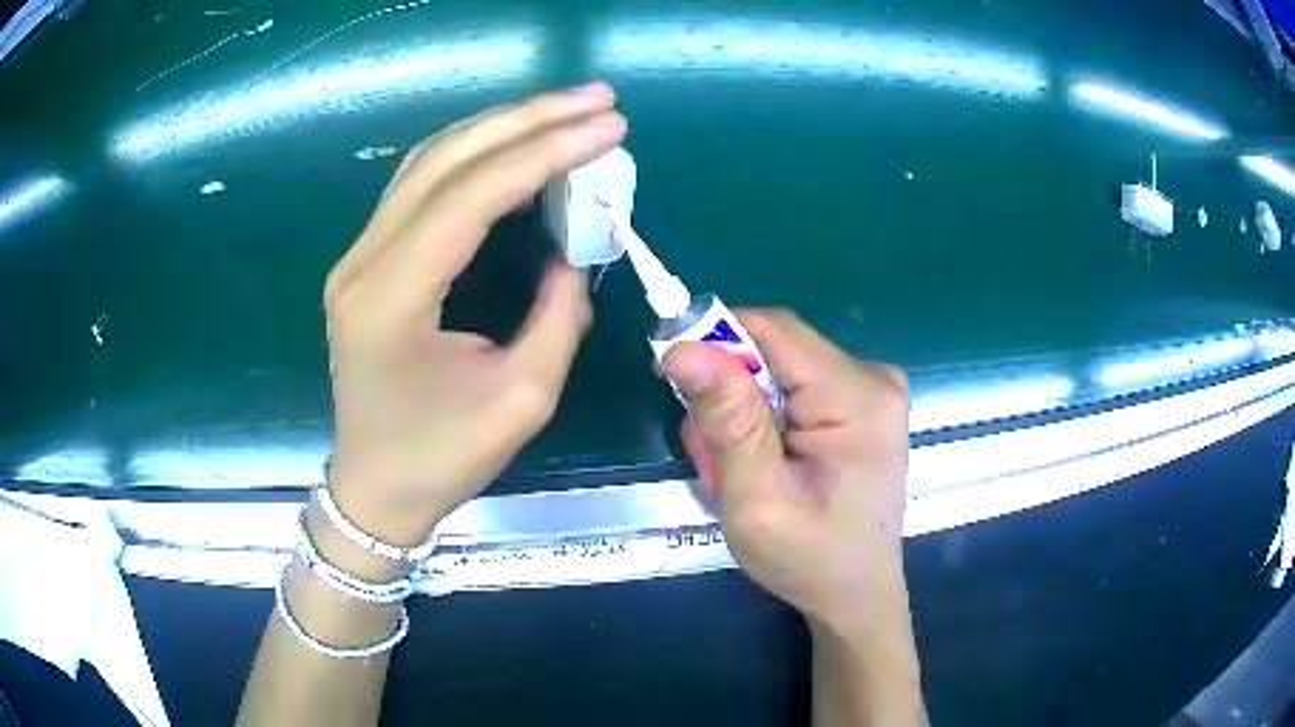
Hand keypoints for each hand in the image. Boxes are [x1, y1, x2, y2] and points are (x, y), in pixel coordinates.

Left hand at [322, 83, 626, 545]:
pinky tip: (512, 143)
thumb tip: (574, 252)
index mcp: (391, 297)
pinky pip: (419, 185)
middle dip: (527, 118)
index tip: (608, 126)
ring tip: (564, 109)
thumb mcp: (521, 400)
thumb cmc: (442, 458)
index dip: (544, 152)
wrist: (375, 488)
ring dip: (499, 126)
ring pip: (429, 161)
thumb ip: (557, 315)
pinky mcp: (367, 261)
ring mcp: (358, 256)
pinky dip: (472, 154)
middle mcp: (364, 260)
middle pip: (446, 158)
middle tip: (597, 98)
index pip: (471, 194)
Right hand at [663, 310, 910, 630]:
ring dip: (744, 413)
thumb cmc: (809, 559)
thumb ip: (727, 422)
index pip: (773, 330)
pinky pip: (795, 387)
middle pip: (775, 350)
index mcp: (858, 398)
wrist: (856, 594)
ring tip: (740, 472)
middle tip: (714, 457)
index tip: (671, 374)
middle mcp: (873, 378)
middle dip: (730, 394)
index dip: (715, 339)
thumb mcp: (757, 499)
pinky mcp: (861, 403)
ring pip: (779, 370)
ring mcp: (871, 389)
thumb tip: (685, 347)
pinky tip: (766, 463)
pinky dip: (766, 419)